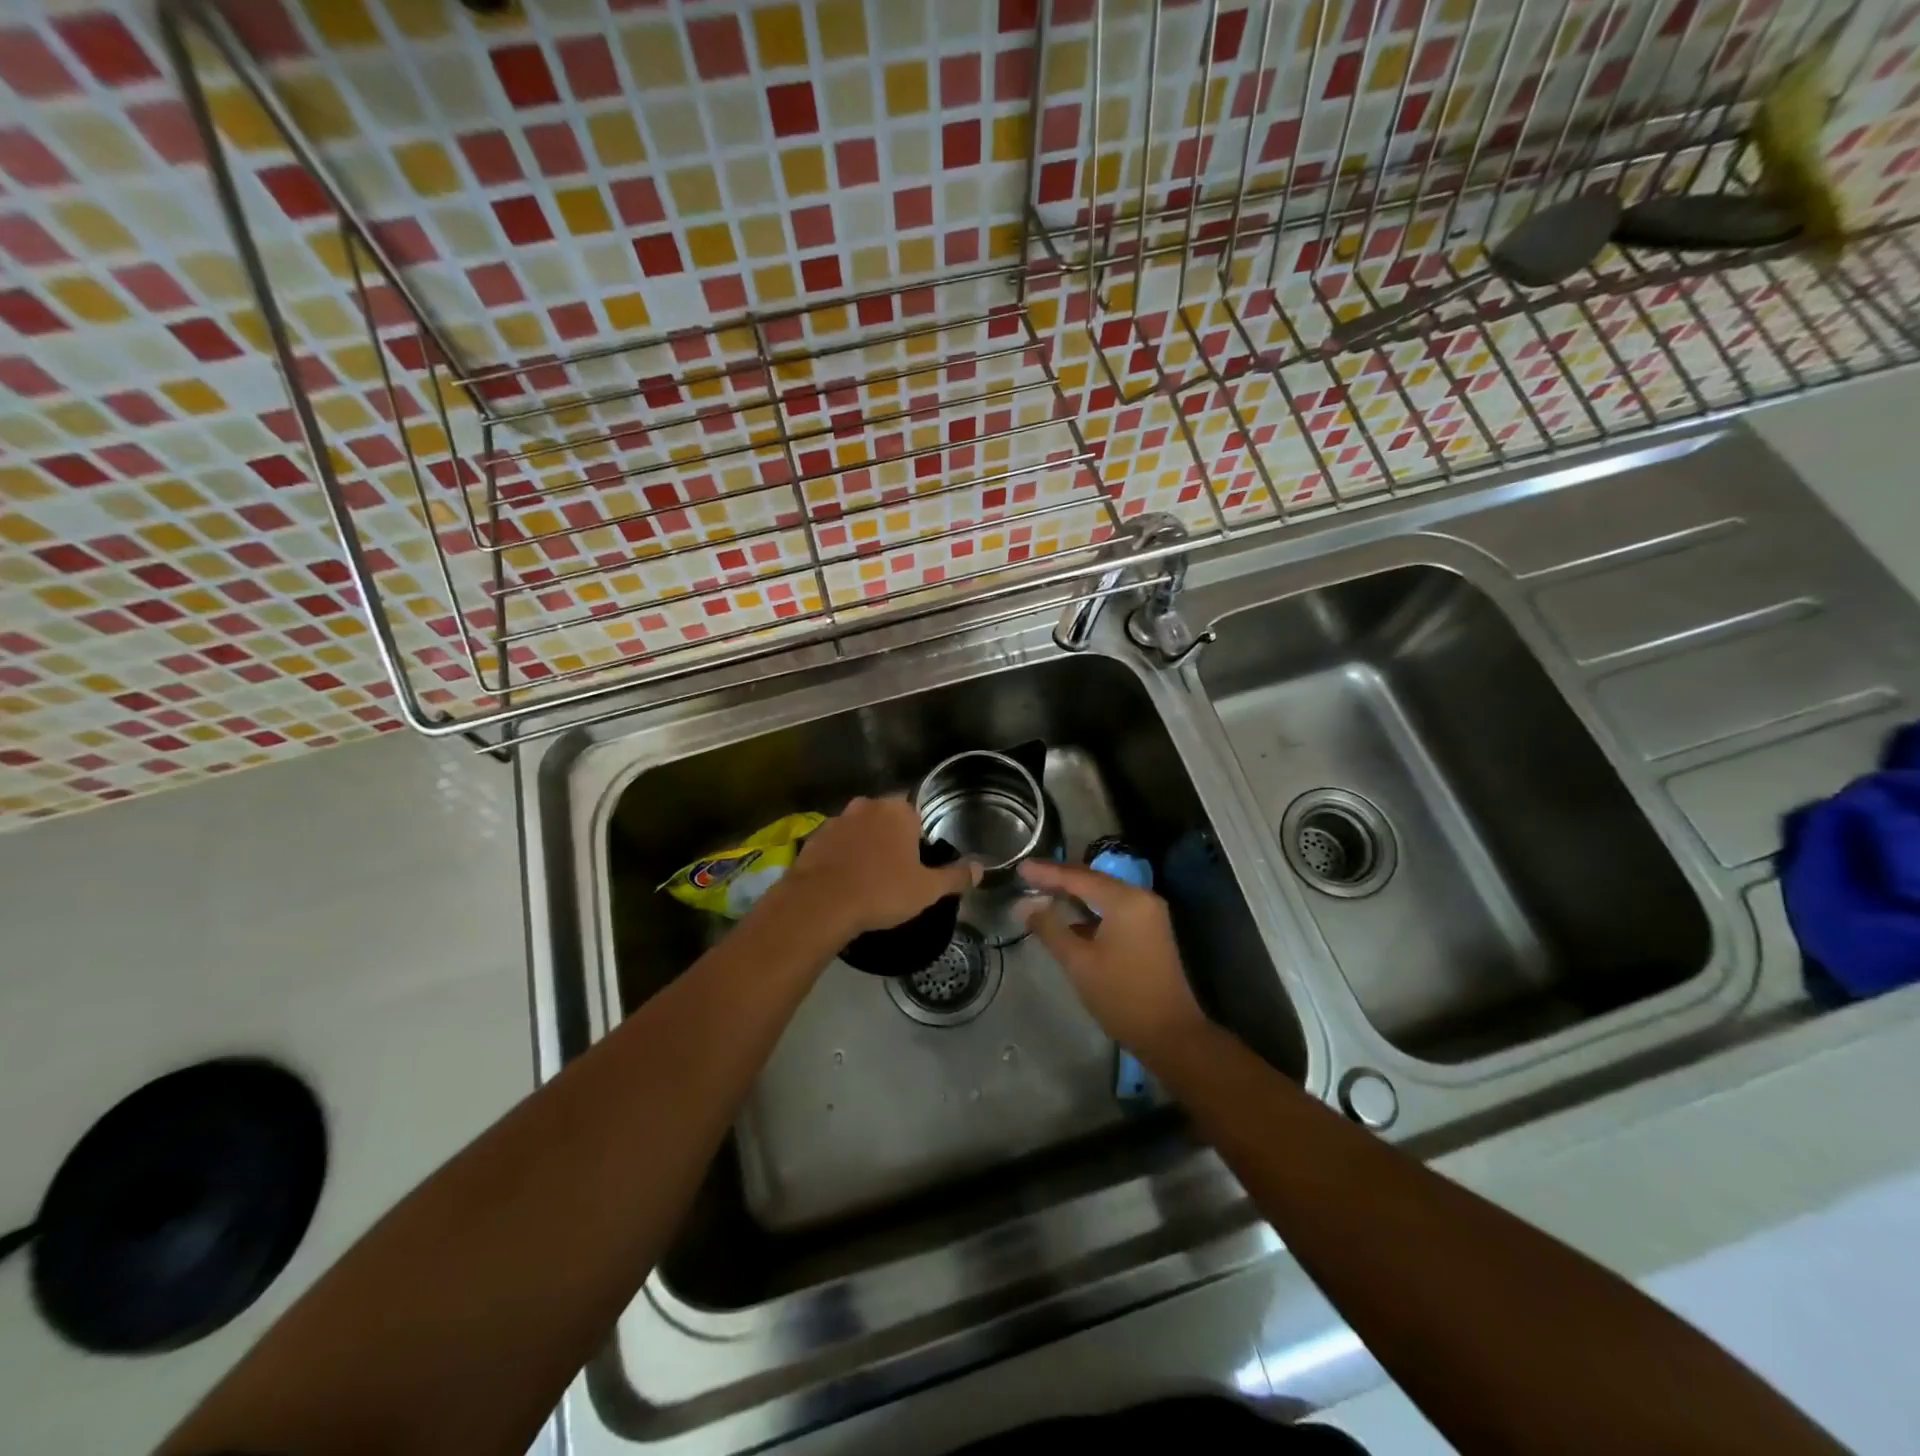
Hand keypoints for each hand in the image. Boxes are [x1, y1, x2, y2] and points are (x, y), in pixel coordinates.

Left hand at [778, 796, 978, 937]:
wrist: (820, 903)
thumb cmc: (882, 891)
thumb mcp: (927, 890)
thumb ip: (955, 877)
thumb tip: (980, 868)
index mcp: (897, 811)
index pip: (915, 816)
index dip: (918, 840)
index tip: (917, 863)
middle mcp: (866, 806)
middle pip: (885, 820)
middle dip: (891, 840)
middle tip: (895, 872)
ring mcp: (837, 820)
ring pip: (859, 830)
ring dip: (864, 846)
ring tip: (867, 879)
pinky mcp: (813, 838)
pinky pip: (835, 845)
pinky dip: (841, 857)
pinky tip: (843, 882)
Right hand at [1018, 860, 1209, 1057]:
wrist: (1171, 1035)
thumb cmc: (1122, 996)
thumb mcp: (1079, 963)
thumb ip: (1050, 929)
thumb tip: (1025, 906)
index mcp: (1125, 900)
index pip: (1078, 877)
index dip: (1046, 872)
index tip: (1020, 868)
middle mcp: (1140, 898)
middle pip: (1093, 880)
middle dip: (1060, 879)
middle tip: (1028, 876)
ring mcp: (1149, 914)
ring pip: (1104, 894)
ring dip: (1075, 894)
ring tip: (1042, 892)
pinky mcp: (1150, 930)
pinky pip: (1114, 908)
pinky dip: (1090, 910)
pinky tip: (1069, 917)